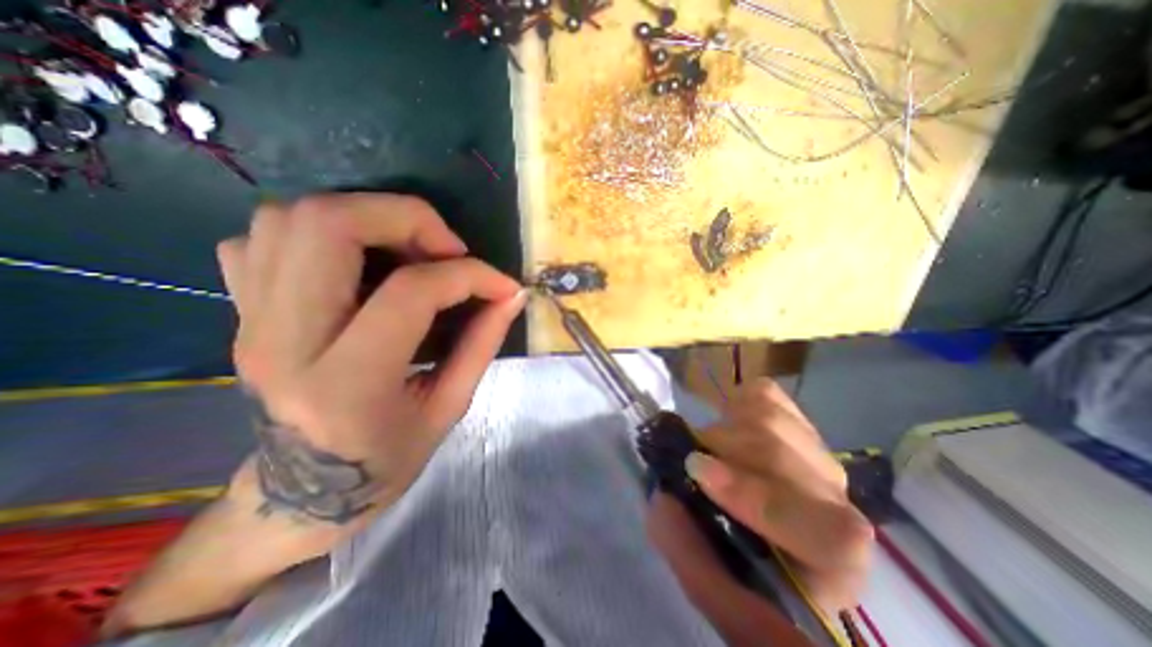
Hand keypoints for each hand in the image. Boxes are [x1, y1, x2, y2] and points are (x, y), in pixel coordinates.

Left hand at [218, 195, 523, 530]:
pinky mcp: (241, 313)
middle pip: (329, 225)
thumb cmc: (385, 460)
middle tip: (446, 249)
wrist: (301, 496)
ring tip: (409, 252)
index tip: (502, 285)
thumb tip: (511, 295)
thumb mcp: (449, 408)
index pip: (412, 291)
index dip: (470, 275)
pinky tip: (358, 265)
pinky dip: (319, 234)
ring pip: (289, 218)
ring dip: (366, 218)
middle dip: (405, 217)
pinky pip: (262, 239)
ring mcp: (250, 321)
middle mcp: (285, 341)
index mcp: (348, 383)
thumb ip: (482, 343)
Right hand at [688, 376, 869, 607]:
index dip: (757, 497)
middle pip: (780, 454)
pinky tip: (731, 424)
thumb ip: (686, 548)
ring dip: (723, 430)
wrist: (760, 531)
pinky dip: (736, 403)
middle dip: (720, 450)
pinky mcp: (797, 422)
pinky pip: (765, 394)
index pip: (827, 532)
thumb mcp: (705, 579)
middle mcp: (835, 502)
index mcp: (831, 564)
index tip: (697, 470)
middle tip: (690, 460)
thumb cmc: (740, 567)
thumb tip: (665, 497)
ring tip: (711, 448)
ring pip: (769, 418)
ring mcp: (816, 453)